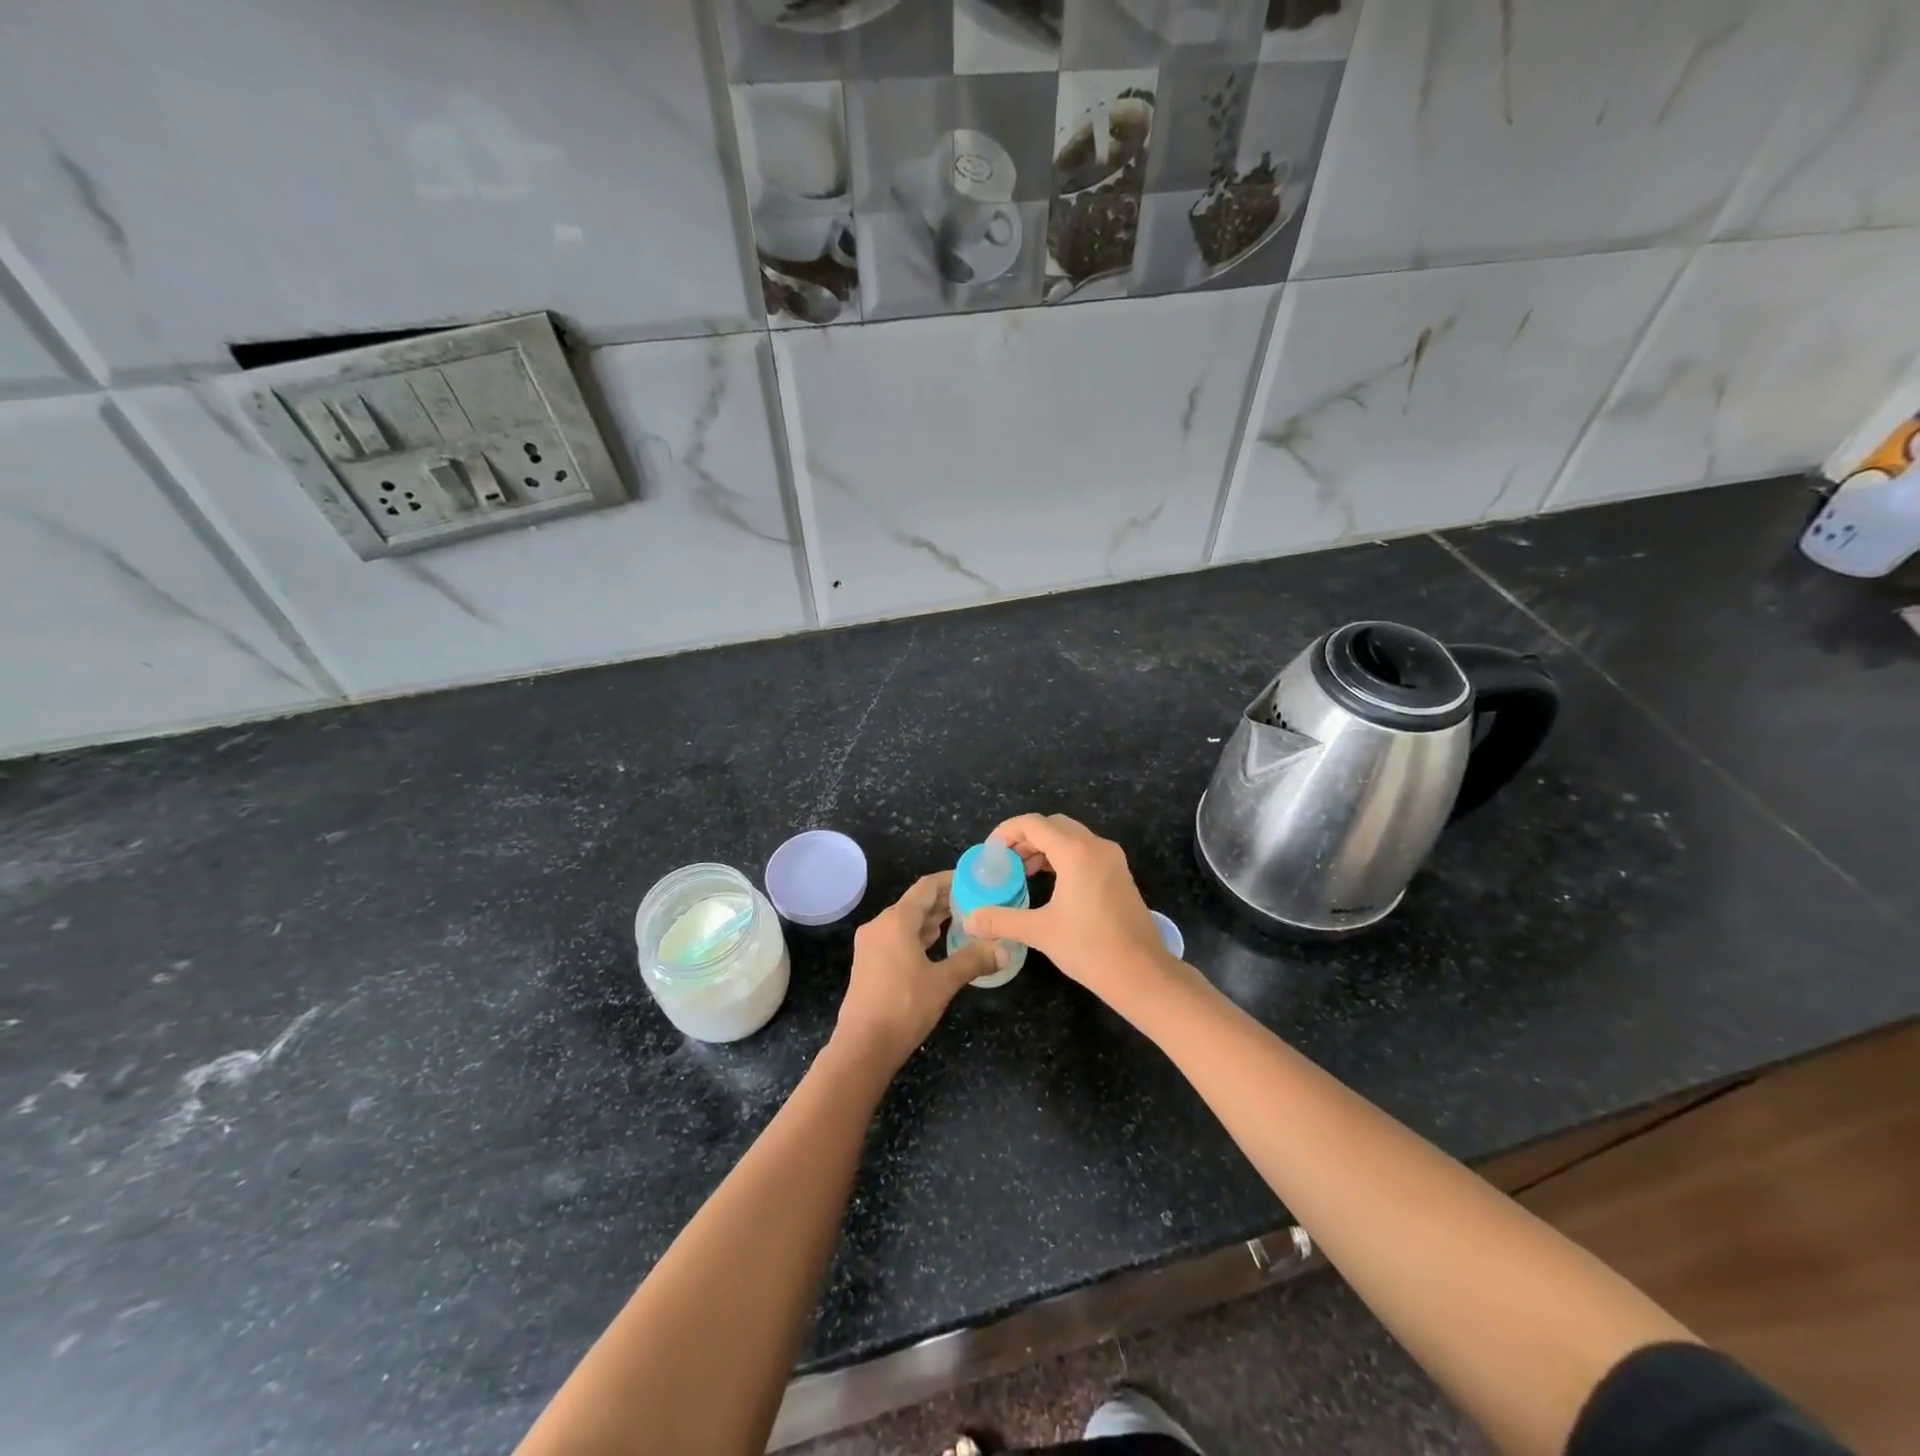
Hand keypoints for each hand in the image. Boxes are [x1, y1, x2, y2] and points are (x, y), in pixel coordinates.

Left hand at [833, 872, 1001, 1072]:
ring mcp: (871, 944)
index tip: (973, 879)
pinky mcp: (868, 963)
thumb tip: (1004, 950)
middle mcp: (880, 925)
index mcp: (896, 921)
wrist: (863, 1046)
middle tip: (974, 901)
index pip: (926, 887)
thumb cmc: (904, 1006)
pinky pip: (896, 937)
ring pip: (905, 921)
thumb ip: (973, 960)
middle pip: (915, 903)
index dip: (950, 880)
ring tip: (960, 920)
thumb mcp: (943, 982)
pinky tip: (935, 944)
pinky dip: (917, 935)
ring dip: (931, 919)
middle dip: (943, 901)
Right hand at [964, 814, 1175, 1003]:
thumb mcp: (1040, 932)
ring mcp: (1112, 859)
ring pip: (1071, 837)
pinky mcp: (1119, 874)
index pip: (1034, 824)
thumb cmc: (1090, 948)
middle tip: (1004, 862)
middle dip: (1024, 838)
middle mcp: (1096, 846)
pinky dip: (1062, 857)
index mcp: (1076, 852)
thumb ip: (1002, 919)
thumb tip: (970, 919)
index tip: (989, 853)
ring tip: (1022, 873)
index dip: (1006, 832)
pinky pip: (1085, 852)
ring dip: (1044, 847)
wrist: (1142, 973)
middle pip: (1053, 825)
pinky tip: (1050, 883)